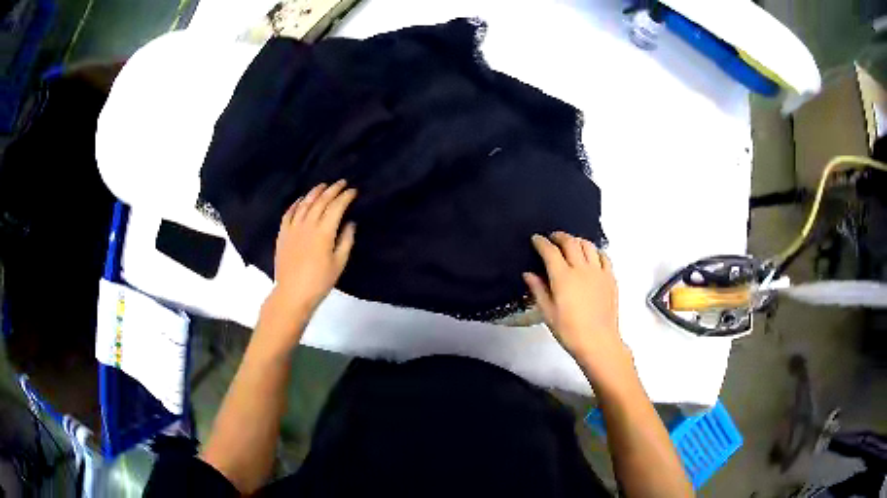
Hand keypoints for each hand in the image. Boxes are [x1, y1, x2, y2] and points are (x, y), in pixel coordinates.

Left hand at [268, 180, 356, 323]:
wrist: (292, 294)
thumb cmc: (319, 281)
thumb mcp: (339, 263)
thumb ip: (346, 240)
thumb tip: (350, 223)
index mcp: (324, 232)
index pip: (337, 207)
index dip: (346, 197)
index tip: (353, 191)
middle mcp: (308, 224)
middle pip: (321, 201)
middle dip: (333, 190)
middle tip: (341, 183)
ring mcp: (293, 228)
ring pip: (304, 204)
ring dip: (315, 192)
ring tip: (322, 186)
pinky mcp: (283, 234)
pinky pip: (289, 213)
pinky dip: (296, 204)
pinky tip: (300, 200)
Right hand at [523, 232, 627, 375]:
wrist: (598, 341)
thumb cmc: (569, 331)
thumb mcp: (548, 313)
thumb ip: (538, 290)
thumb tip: (528, 274)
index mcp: (563, 277)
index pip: (550, 251)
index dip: (541, 242)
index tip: (536, 239)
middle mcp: (581, 269)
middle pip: (570, 242)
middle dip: (559, 236)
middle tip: (553, 237)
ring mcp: (598, 272)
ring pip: (588, 245)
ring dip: (577, 240)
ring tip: (571, 244)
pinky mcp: (610, 278)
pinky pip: (603, 256)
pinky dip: (595, 251)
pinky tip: (592, 255)